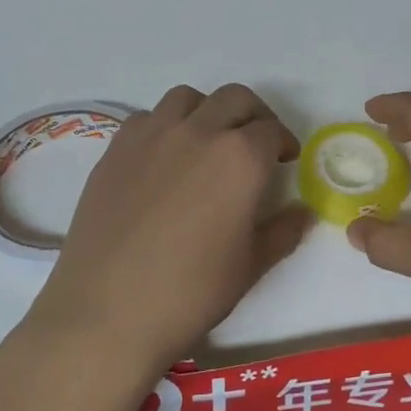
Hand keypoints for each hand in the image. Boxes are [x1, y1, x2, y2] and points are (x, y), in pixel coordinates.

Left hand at [20, 84, 311, 391]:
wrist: (107, 313)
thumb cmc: (190, 293)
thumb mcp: (251, 266)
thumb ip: (283, 231)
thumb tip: (303, 212)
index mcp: (240, 158)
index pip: (272, 130)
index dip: (284, 143)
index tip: (284, 160)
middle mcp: (198, 132)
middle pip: (235, 99)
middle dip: (254, 116)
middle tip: (256, 145)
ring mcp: (151, 136)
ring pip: (188, 98)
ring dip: (208, 111)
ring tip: (209, 143)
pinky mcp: (115, 150)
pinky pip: (147, 118)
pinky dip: (165, 125)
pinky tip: (164, 159)